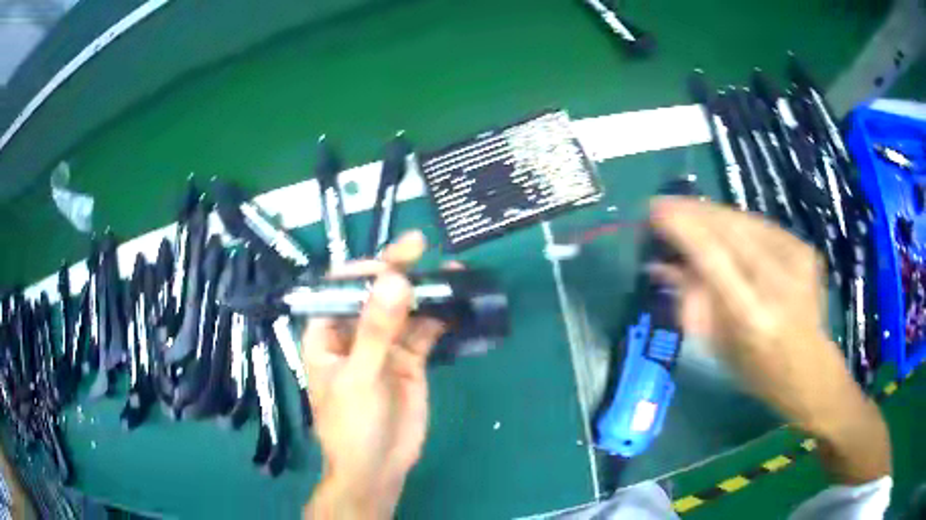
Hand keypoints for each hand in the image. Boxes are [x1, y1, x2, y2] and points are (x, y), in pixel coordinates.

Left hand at [303, 231, 446, 518]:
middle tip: (420, 245)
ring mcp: (383, 346)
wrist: (378, 468)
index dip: (362, 270)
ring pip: (403, 309)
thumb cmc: (352, 425)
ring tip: (450, 271)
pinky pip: (424, 331)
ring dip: (424, 291)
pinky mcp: (409, 360)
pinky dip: (439, 316)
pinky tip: (456, 302)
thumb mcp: (360, 377)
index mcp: (327, 333)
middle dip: (395, 269)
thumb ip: (377, 329)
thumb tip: (395, 279)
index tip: (391, 263)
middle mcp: (354, 333)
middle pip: (374, 293)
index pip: (339, 288)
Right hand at [649, 197, 889, 483]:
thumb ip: (689, 301)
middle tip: (664, 207)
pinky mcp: (804, 248)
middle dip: (692, 211)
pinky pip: (760, 226)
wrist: (812, 371)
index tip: (653, 210)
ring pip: (744, 219)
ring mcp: (796, 259)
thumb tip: (658, 266)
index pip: (711, 255)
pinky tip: (723, 229)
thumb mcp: (717, 347)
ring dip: (711, 214)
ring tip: (687, 213)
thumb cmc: (759, 373)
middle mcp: (778, 279)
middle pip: (728, 227)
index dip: (681, 227)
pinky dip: (736, 224)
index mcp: (752, 314)